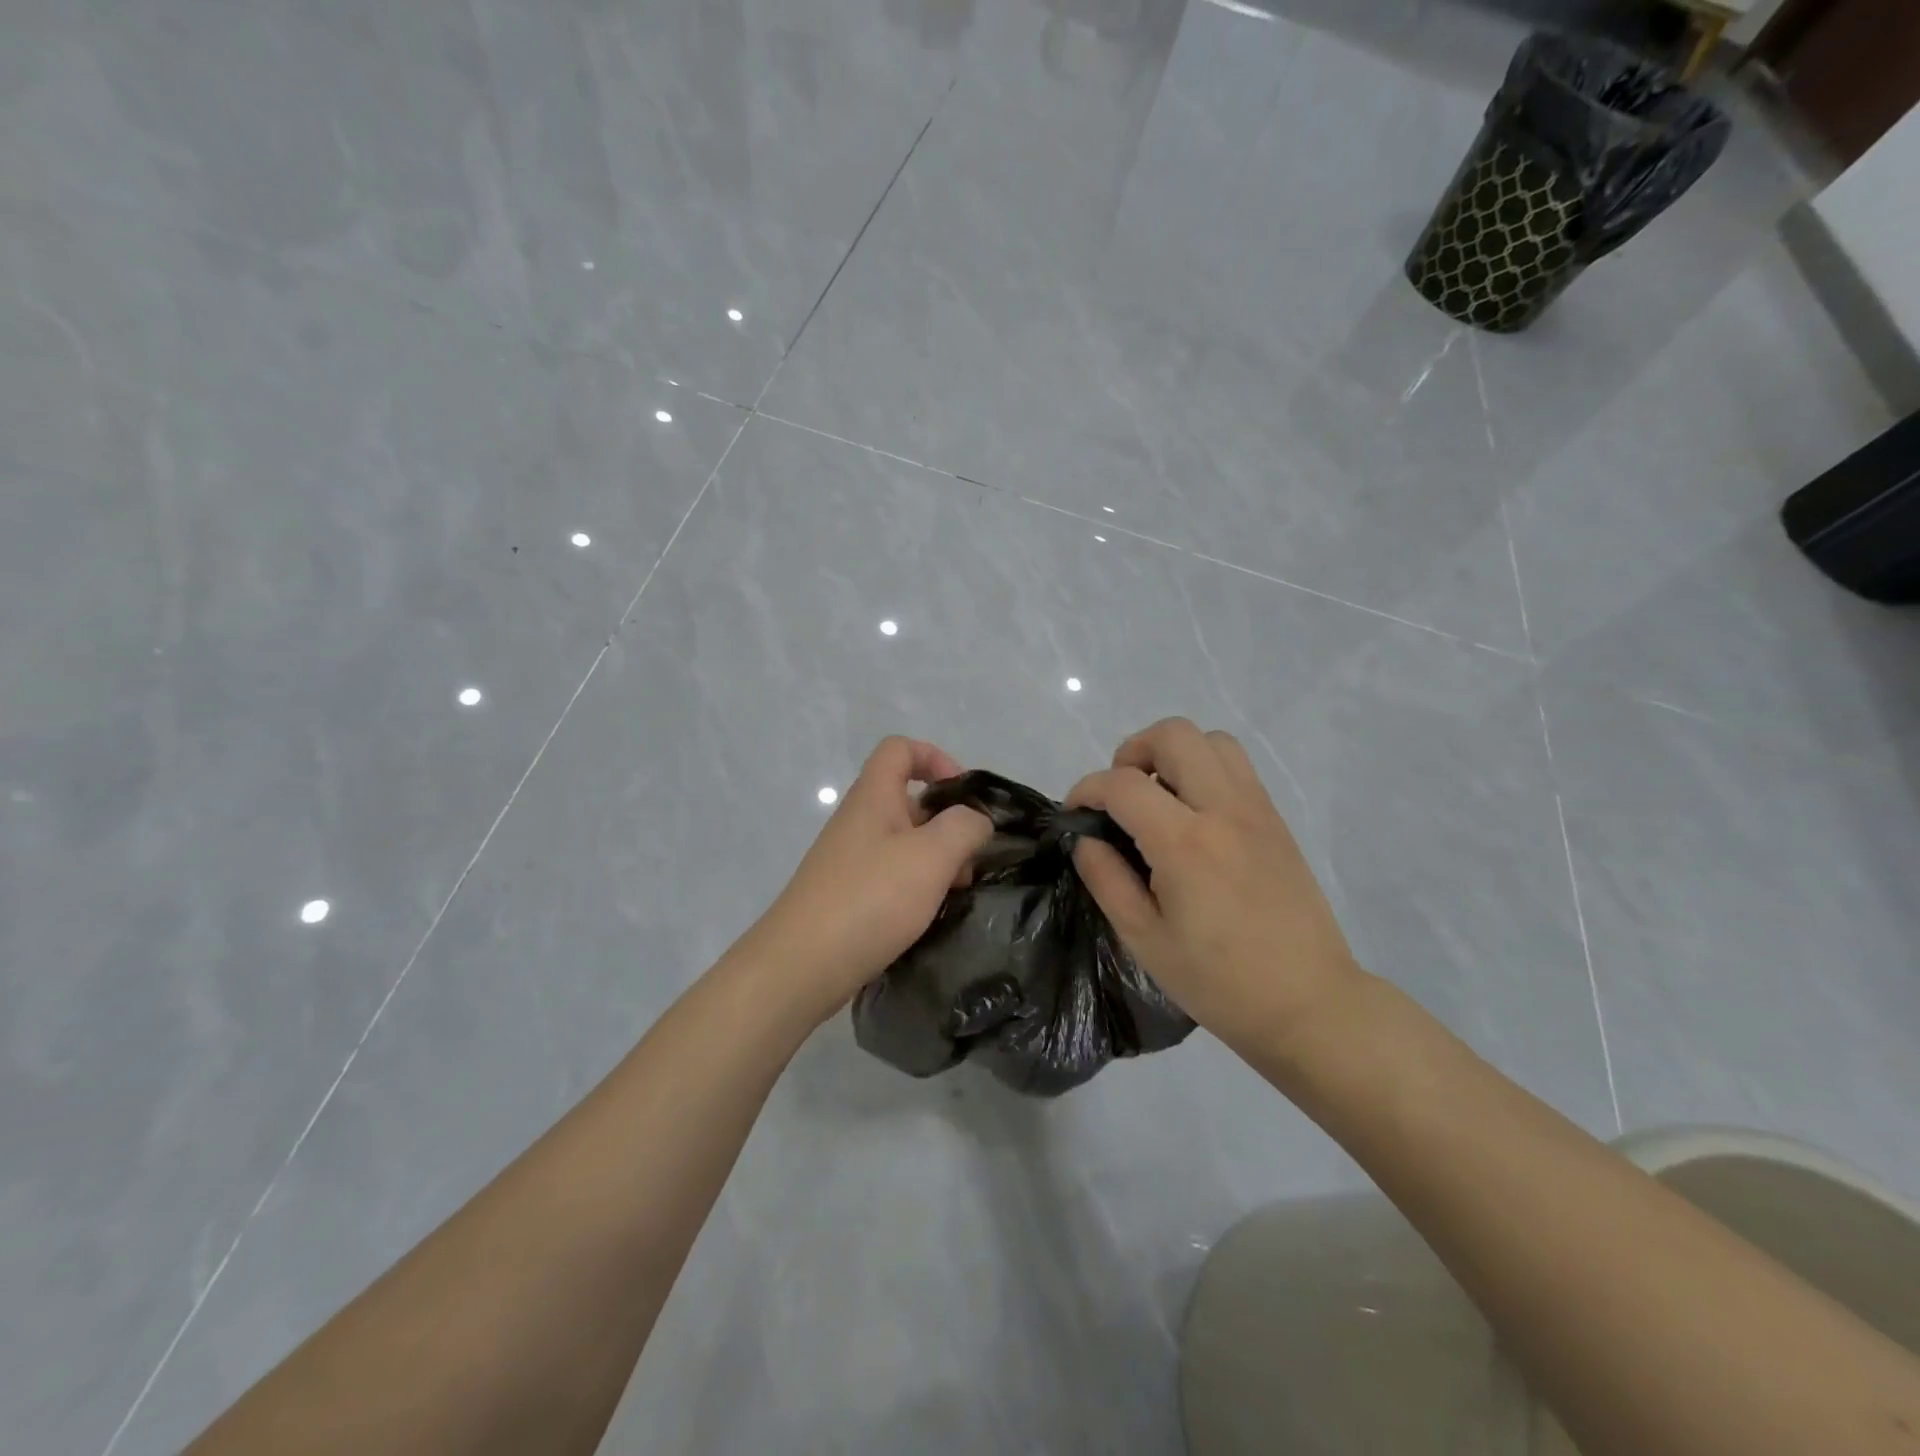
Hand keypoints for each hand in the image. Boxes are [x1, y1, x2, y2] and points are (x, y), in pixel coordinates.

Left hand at [746, 736, 992, 1023]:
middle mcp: (859, 820)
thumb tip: (976, 821)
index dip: (936, 758)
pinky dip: (917, 887)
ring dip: (937, 860)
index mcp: (873, 797)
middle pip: (908, 800)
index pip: (900, 749)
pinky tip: (930, 916)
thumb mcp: (932, 856)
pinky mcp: (847, 895)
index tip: (964, 794)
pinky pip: (891, 876)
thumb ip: (964, 827)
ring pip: (905, 842)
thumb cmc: (871, 898)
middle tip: (971, 861)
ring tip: (957, 894)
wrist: (802, 964)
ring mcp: (850, 859)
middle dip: (948, 823)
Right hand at [1066, 718, 1359, 1054]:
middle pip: (1174, 735)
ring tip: (1159, 798)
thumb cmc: (1218, 981)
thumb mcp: (1144, 939)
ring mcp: (1257, 811)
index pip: (1123, 784)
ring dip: (1174, 755)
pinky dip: (1205, 770)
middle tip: (1120, 795)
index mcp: (1185, 843)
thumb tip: (1087, 839)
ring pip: (1213, 740)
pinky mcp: (1276, 821)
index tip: (1075, 814)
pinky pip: (1237, 768)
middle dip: (1132, 752)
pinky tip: (1193, 816)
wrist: (1309, 1004)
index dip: (1087, 789)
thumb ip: (1106, 879)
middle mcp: (1224, 811)